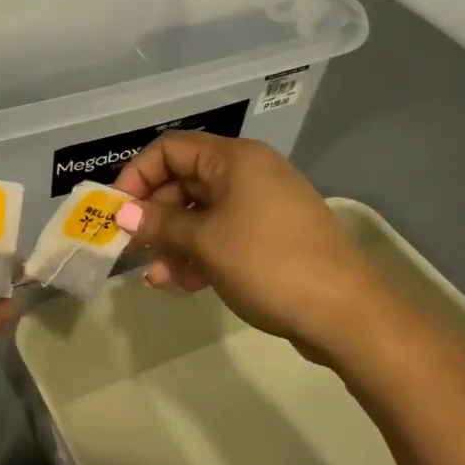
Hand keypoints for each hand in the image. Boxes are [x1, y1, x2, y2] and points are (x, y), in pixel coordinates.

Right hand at [113, 132, 387, 360]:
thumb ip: (158, 224)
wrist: (348, 314)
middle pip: (184, 181)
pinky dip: (198, 254)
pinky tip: (179, 284)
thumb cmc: (268, 263)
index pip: (169, 150)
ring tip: (154, 276)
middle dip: (153, 215)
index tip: (116, 212)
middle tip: (129, 247)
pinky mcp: (271, 238)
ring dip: (173, 241)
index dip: (136, 176)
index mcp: (234, 159)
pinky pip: (222, 235)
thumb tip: (121, 215)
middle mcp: (248, 173)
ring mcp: (262, 206)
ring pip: (201, 213)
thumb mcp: (204, 242)